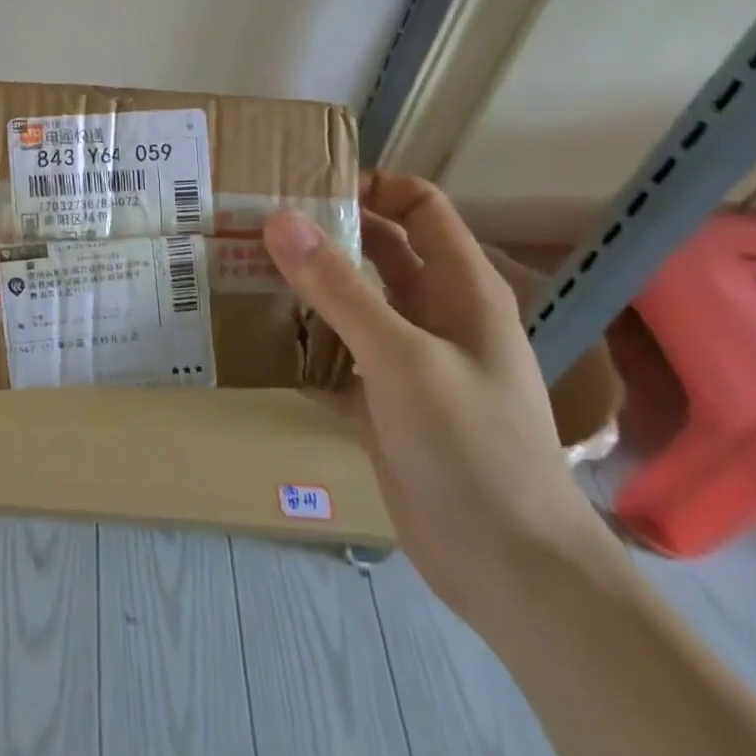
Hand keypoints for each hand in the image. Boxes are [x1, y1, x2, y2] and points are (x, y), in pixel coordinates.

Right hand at [264, 173, 611, 627]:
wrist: (512, 570)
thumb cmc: (472, 446)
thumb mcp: (402, 357)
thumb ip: (339, 288)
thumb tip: (280, 219)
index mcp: (460, 288)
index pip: (419, 206)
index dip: (372, 185)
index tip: (305, 185)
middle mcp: (435, 313)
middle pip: (379, 248)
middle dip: (324, 231)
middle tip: (256, 222)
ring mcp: (409, 358)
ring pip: (353, 300)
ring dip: (307, 284)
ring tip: (244, 267)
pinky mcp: (384, 400)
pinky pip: (336, 351)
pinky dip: (303, 339)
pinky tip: (258, 335)